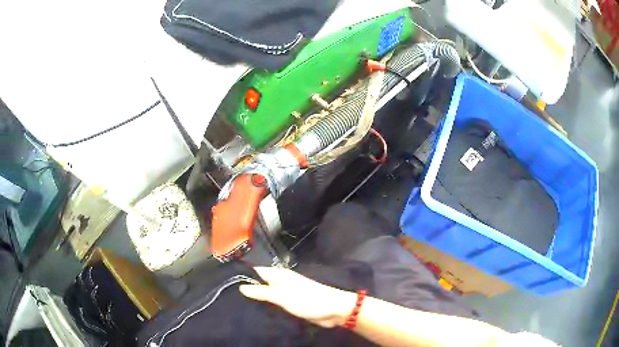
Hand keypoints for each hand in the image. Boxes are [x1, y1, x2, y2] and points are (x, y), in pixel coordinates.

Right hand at [239, 267, 355, 327]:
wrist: (333, 310)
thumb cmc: (307, 299)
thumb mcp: (282, 295)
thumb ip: (261, 291)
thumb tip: (241, 286)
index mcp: (278, 274)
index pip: (254, 271)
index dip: (241, 276)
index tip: (225, 283)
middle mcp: (280, 282)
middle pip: (259, 283)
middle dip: (246, 289)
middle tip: (228, 299)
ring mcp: (285, 293)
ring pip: (265, 295)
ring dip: (255, 300)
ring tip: (236, 307)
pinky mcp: (290, 304)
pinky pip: (273, 304)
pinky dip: (265, 307)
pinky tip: (254, 313)